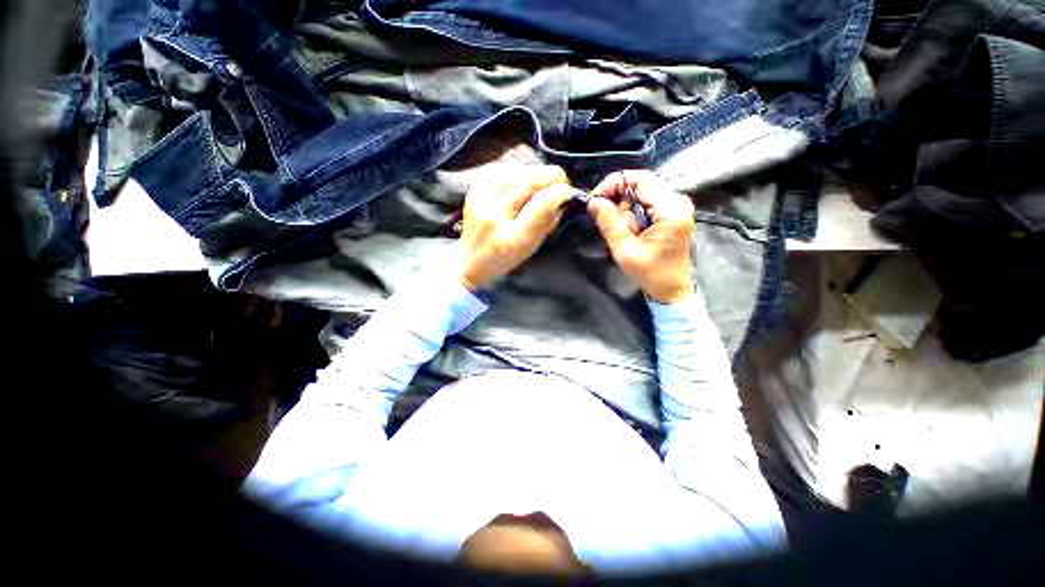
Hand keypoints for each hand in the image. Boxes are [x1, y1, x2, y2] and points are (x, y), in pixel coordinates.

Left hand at [458, 165, 573, 291]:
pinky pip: (503, 171)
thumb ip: (548, 223)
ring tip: (542, 183)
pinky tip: (523, 180)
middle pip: (530, 180)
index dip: (561, 192)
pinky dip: (518, 172)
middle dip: (552, 176)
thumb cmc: (503, 260)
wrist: (468, 260)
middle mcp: (495, 215)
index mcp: (512, 237)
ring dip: (535, 173)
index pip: (542, 204)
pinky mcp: (474, 190)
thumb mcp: (530, 248)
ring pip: (517, 171)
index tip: (569, 192)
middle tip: (561, 181)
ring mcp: (481, 199)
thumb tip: (563, 200)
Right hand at [587, 170, 694, 303]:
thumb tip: (593, 201)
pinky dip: (631, 216)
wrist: (672, 290)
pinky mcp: (670, 213)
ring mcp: (675, 206)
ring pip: (639, 195)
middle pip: (639, 186)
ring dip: (624, 212)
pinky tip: (631, 232)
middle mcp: (677, 200)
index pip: (640, 179)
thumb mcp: (625, 250)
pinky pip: (644, 204)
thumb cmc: (651, 273)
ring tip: (624, 234)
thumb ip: (609, 223)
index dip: (614, 184)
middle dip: (618, 202)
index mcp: (671, 208)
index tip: (595, 200)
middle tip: (609, 224)